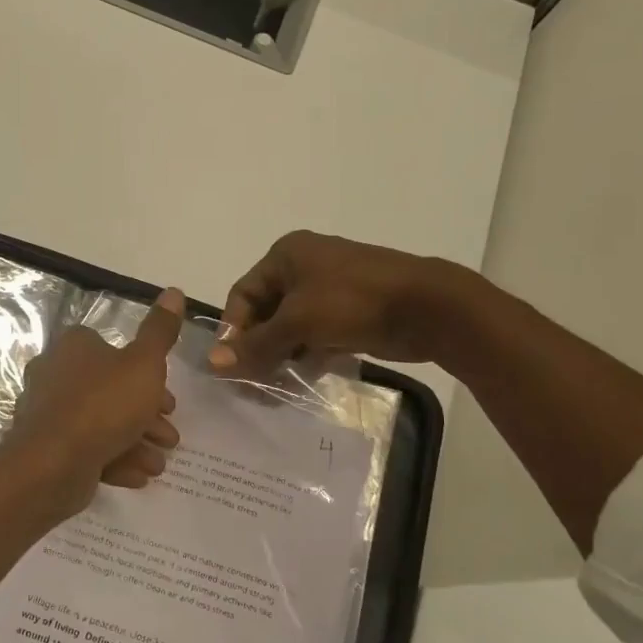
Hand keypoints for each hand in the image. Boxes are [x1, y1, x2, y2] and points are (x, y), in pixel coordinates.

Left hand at [8, 287, 184, 510]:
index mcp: (74, 347)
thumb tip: (174, 292)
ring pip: (101, 423)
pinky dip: (114, 460)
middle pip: (111, 391)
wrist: (54, 463)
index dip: (147, 375)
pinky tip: (138, 476)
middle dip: (146, 416)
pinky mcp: (46, 448)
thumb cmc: (104, 404)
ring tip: (158, 464)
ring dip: (135, 442)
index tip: (169, 401)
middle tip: (169, 436)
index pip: (114, 351)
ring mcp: (48, 413)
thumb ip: (160, 331)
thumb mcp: (144, 363)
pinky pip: (86, 449)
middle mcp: (55, 374)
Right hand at [206, 232, 471, 375]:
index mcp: (286, 255)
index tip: (231, 366)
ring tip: (275, 387)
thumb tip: (213, 365)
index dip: (233, 329)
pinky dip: (306, 356)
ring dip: (280, 356)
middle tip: (252, 383)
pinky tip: (303, 379)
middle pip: (265, 312)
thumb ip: (255, 345)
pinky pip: (314, 335)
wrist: (429, 308)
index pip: (242, 294)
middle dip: (257, 348)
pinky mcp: (348, 313)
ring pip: (290, 327)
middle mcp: (304, 267)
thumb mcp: (297, 322)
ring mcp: (329, 290)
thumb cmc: (353, 302)